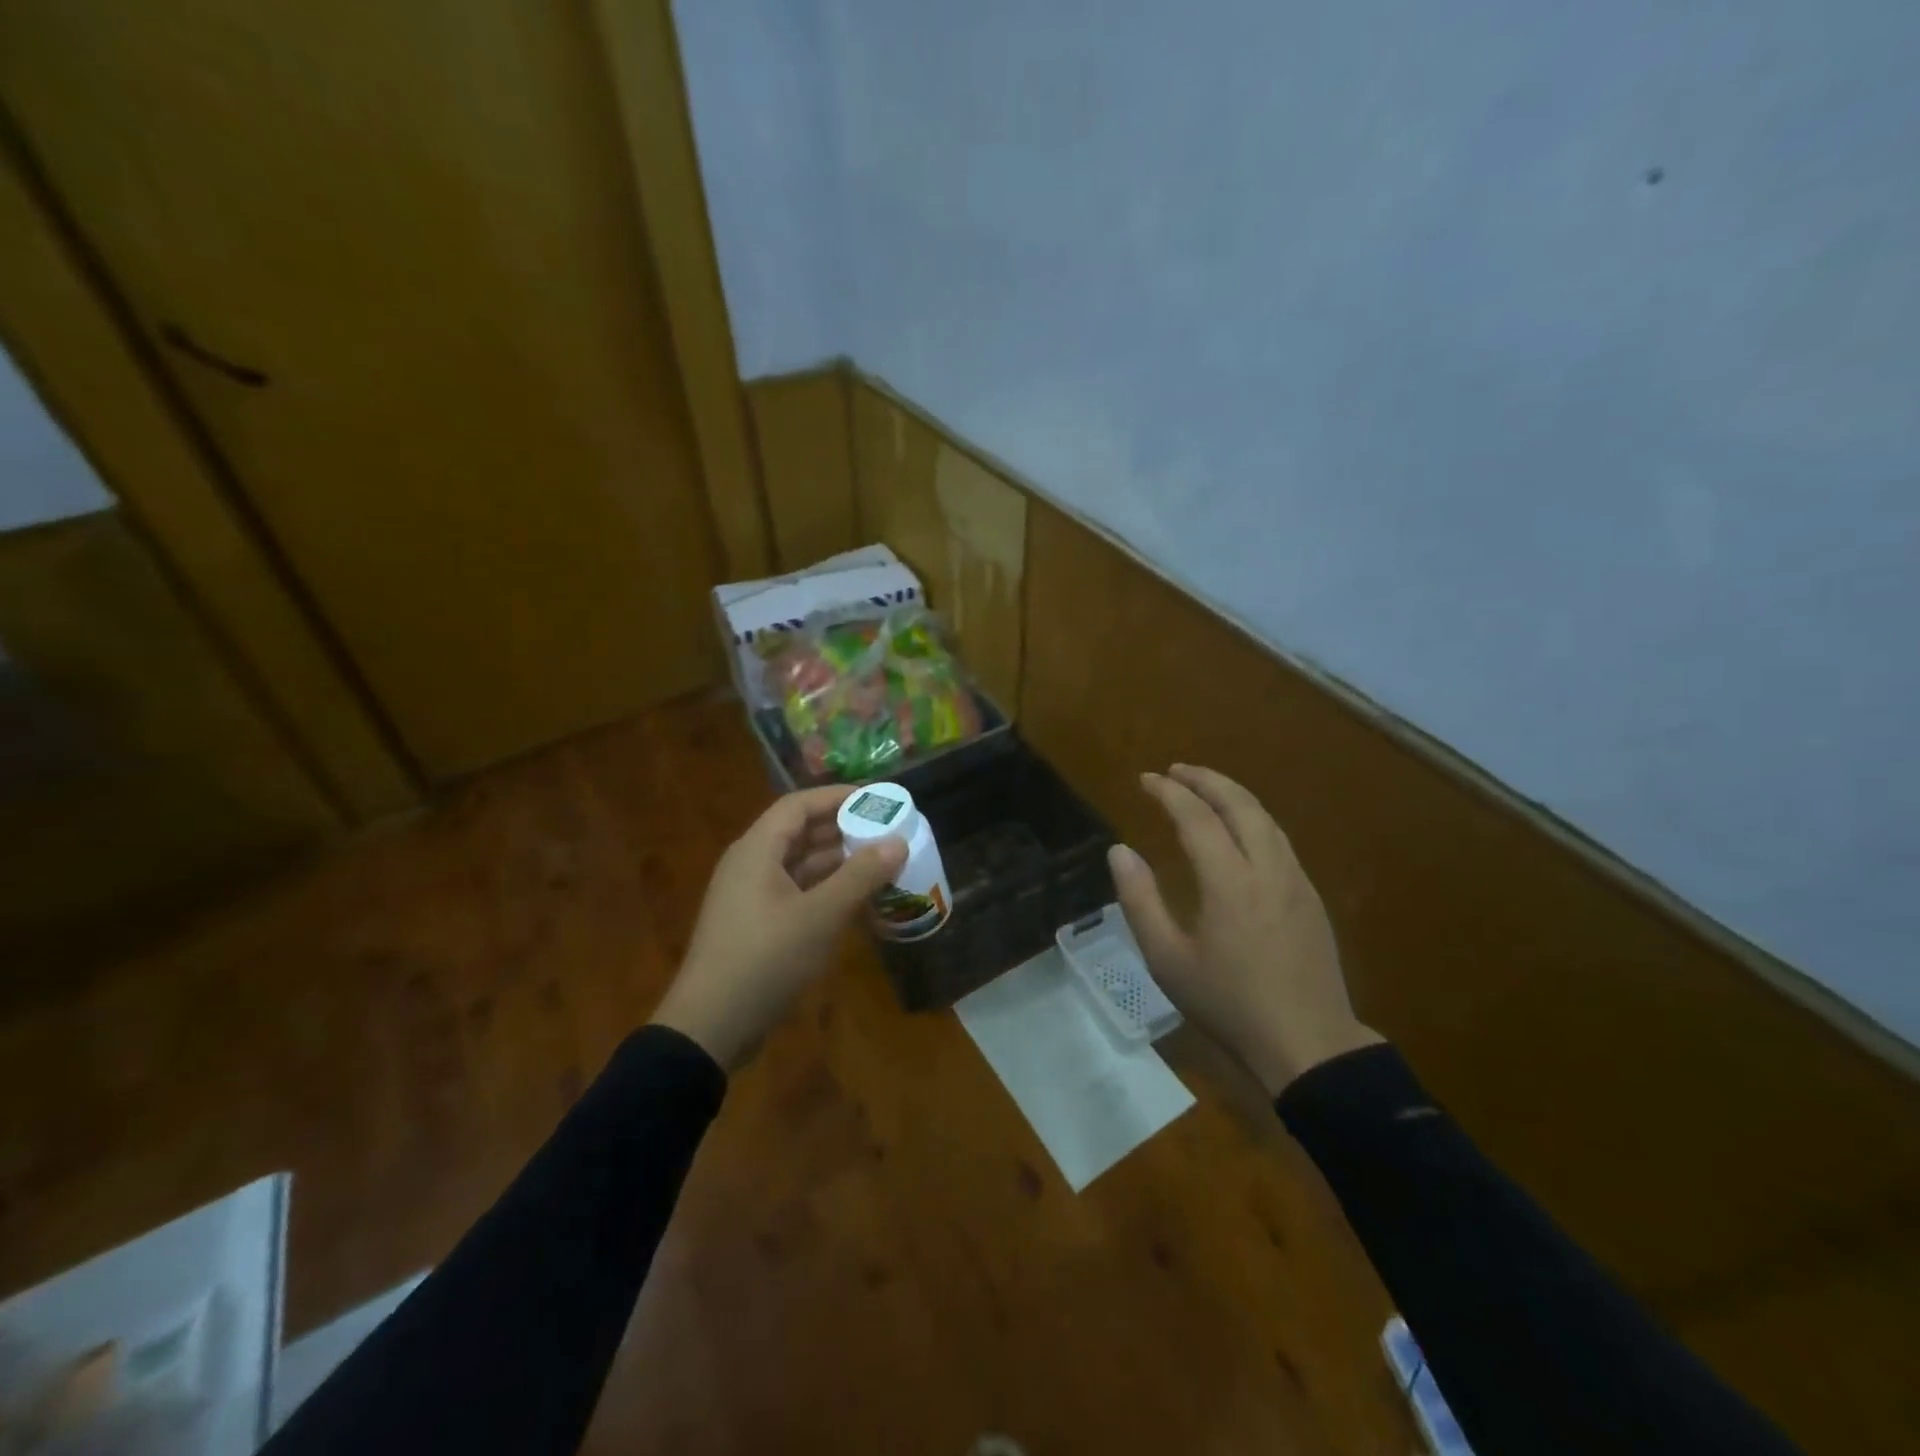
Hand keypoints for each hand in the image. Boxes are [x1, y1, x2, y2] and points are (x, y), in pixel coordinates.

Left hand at [651, 785, 905, 1069]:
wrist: (711, 1026)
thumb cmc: (765, 959)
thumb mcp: (820, 915)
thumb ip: (861, 876)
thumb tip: (898, 841)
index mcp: (757, 850)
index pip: (799, 805)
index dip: (837, 797)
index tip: (876, 800)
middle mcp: (751, 865)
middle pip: (800, 833)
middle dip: (843, 830)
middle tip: (886, 832)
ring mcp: (751, 897)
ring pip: (800, 865)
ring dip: (838, 863)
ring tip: (881, 864)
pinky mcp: (756, 925)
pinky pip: (796, 893)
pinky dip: (826, 891)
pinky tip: (857, 902)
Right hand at [1108, 764, 1381, 1094]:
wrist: (1308, 1044)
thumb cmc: (1228, 1003)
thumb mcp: (1167, 958)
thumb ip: (1140, 900)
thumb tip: (1120, 851)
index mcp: (1229, 881)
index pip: (1196, 817)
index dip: (1168, 792)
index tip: (1146, 779)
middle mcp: (1267, 868)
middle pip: (1239, 803)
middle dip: (1205, 779)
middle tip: (1175, 770)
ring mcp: (1295, 880)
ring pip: (1265, 818)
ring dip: (1232, 794)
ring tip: (1205, 788)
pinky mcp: (1310, 897)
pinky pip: (1279, 839)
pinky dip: (1253, 817)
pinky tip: (1240, 829)